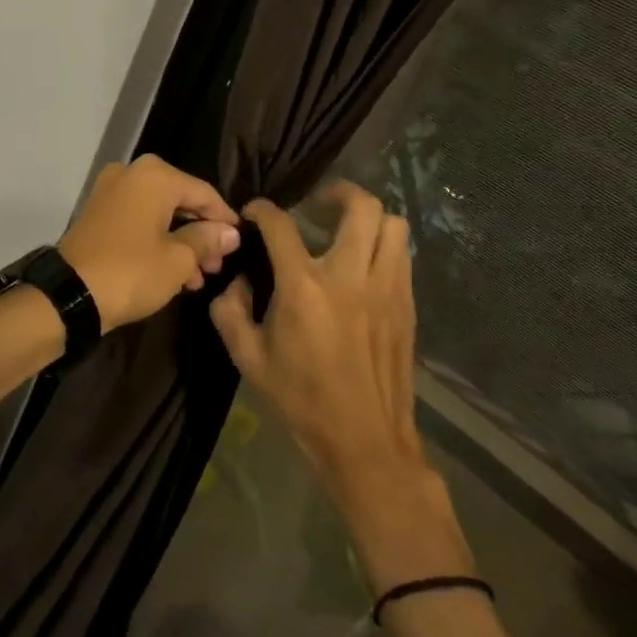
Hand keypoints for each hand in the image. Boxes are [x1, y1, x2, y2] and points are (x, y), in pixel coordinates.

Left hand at [57, 156, 239, 331]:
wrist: (70, 293)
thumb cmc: (131, 271)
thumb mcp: (178, 260)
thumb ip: (207, 240)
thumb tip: (230, 232)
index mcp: (155, 176)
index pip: (203, 192)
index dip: (225, 219)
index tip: (242, 243)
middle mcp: (132, 173)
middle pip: (180, 200)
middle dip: (201, 233)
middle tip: (219, 265)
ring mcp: (111, 190)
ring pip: (159, 212)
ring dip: (181, 241)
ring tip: (200, 277)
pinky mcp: (99, 211)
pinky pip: (139, 219)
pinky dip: (158, 239)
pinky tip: (175, 272)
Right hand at [210, 181, 427, 500]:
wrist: (366, 445)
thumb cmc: (302, 400)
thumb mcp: (247, 358)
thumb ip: (229, 309)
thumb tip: (238, 279)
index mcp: (304, 286)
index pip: (281, 224)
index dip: (262, 209)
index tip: (254, 213)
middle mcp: (350, 276)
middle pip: (360, 207)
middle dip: (336, 191)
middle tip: (317, 204)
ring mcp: (386, 289)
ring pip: (393, 225)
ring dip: (368, 217)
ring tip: (347, 228)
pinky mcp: (406, 306)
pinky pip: (403, 255)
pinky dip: (384, 245)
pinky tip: (365, 264)